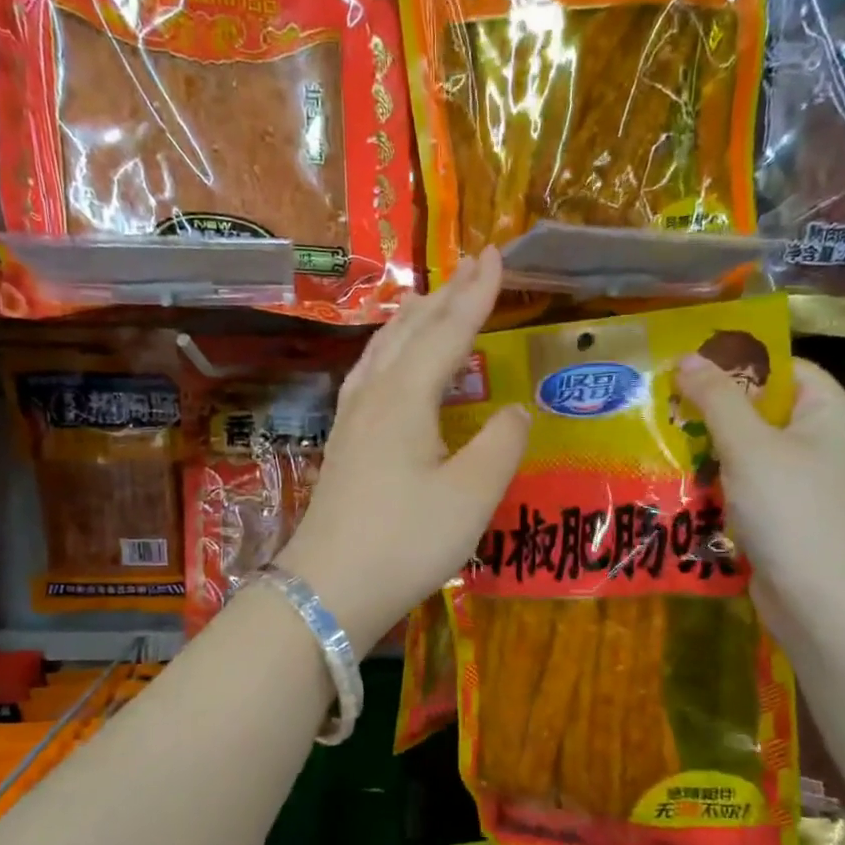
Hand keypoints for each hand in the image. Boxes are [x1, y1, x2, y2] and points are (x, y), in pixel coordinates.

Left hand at [278, 250, 529, 653]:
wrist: (329, 589)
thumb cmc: (405, 541)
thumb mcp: (470, 496)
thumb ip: (500, 445)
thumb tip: (514, 410)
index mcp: (405, 398)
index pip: (447, 332)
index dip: (476, 295)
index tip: (497, 255)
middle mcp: (374, 398)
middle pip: (410, 333)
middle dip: (444, 297)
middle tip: (471, 266)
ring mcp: (351, 423)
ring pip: (382, 353)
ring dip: (410, 322)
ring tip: (428, 302)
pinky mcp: (343, 448)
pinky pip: (368, 378)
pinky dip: (388, 355)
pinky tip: (387, 368)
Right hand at [672, 353, 844, 620]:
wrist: (817, 597)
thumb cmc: (791, 509)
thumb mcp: (749, 445)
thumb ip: (716, 399)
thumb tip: (687, 358)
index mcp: (830, 414)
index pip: (784, 370)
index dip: (738, 364)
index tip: (688, 368)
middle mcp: (823, 443)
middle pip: (762, 411)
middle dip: (713, 411)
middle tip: (664, 406)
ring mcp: (804, 483)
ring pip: (749, 452)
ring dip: (708, 451)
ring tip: (662, 443)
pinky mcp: (785, 516)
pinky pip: (746, 487)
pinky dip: (717, 484)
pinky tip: (679, 485)